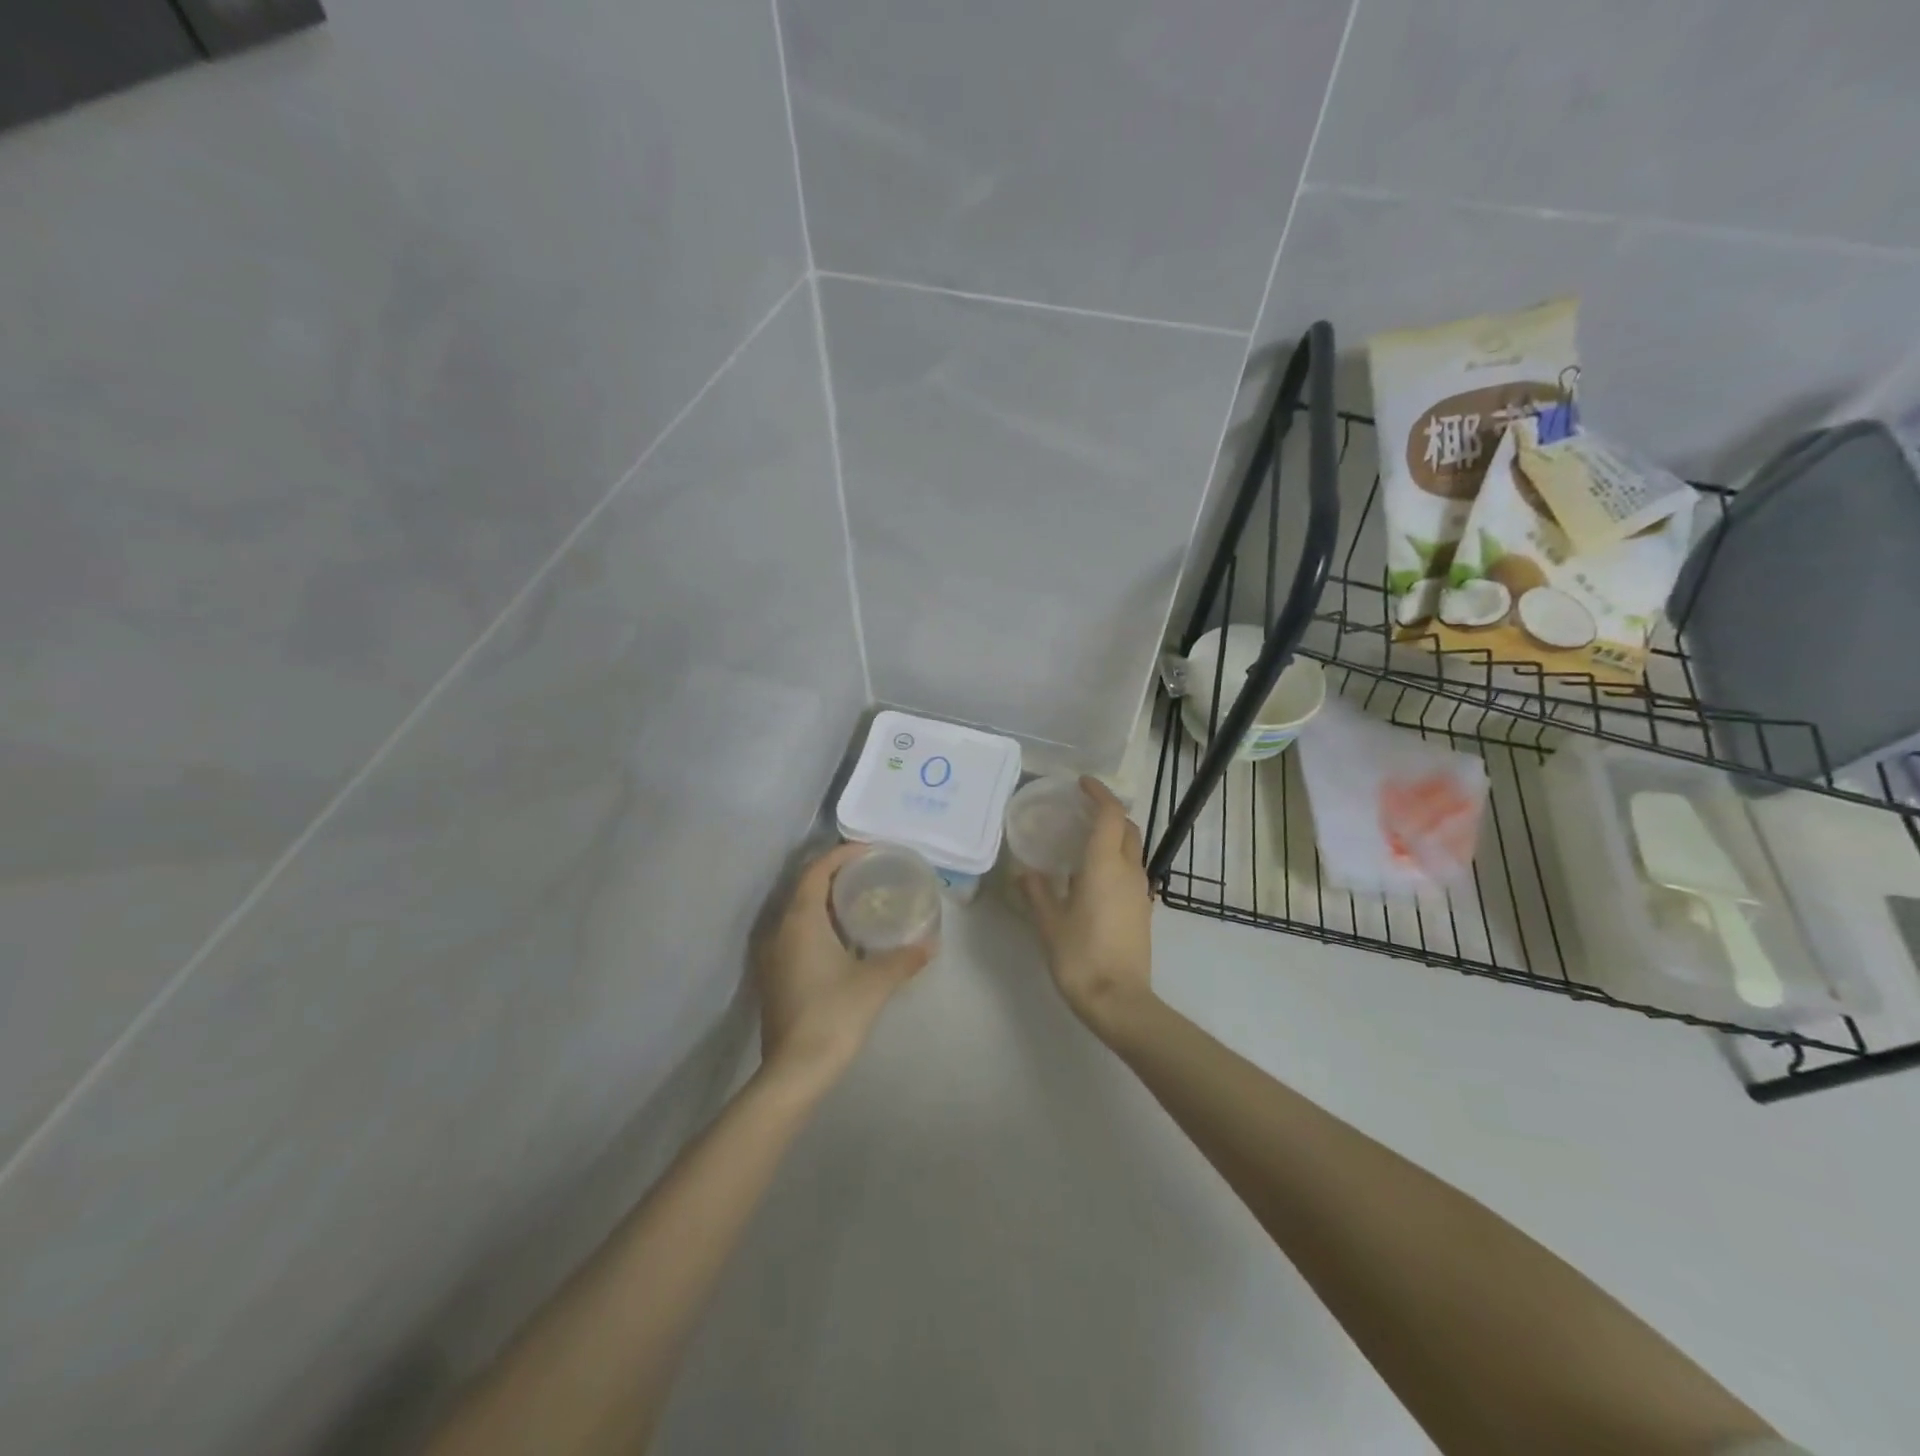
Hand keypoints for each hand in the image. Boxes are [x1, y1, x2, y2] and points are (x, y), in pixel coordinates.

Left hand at [754, 844, 933, 1090]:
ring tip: (860, 900)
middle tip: (870, 873)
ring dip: (826, 900)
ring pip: (799, 912)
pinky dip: (819, 924)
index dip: (841, 854)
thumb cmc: (834, 1014)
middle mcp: (780, 929)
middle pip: (806, 887)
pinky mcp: (774, 975)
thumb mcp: (876, 982)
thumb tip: (931, 943)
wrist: (795, 1069)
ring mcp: (773, 954)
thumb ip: (904, 958)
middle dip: (835, 875)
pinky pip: (796, 933)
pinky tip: (844, 938)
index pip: (817, 870)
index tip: (870, 851)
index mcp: (800, 920)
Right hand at [1022, 778, 1156, 1042]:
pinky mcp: (1142, 910)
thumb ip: (1037, 891)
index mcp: (1105, 865)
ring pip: (1132, 850)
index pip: (1110, 814)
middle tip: (1080, 811)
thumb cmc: (1081, 956)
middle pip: (1127, 828)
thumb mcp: (1049, 923)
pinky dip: (1116, 860)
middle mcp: (1129, 871)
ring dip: (1113, 837)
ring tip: (1081, 842)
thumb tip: (1025, 871)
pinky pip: (1131, 871)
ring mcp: (1140, 892)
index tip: (1081, 784)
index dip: (1099, 794)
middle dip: (1108, 812)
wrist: (1120, 1002)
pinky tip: (1091, 876)